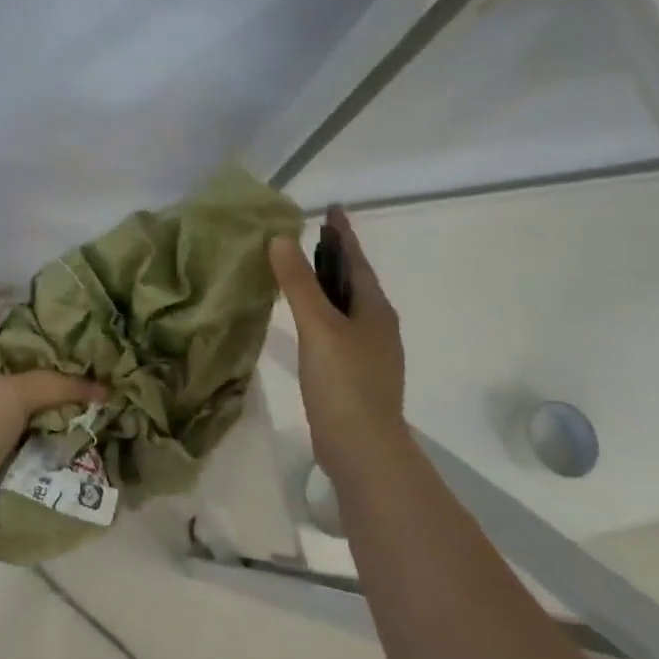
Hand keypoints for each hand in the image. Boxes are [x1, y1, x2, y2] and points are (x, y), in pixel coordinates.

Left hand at [0, 337, 107, 478]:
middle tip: (74, 372)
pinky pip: (17, 442)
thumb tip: (105, 389)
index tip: (40, 335)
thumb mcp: (20, 393)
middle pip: (4, 375)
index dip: (5, 332)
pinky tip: (66, 439)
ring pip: (13, 411)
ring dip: (39, 414)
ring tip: (79, 405)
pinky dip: (37, 443)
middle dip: (34, 376)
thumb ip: (61, 386)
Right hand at [268, 208, 408, 466]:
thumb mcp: (318, 326)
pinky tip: (305, 323)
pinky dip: (322, 315)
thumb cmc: (344, 382)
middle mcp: (377, 327)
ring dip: (327, 287)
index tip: (332, 209)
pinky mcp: (356, 375)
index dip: (342, 235)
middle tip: (311, 235)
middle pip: (354, 283)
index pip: (356, 261)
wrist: (363, 448)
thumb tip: (281, 238)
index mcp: (374, 310)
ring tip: (303, 273)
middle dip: (335, 258)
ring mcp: (369, 353)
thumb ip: (299, 283)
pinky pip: (338, 331)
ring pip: (347, 308)